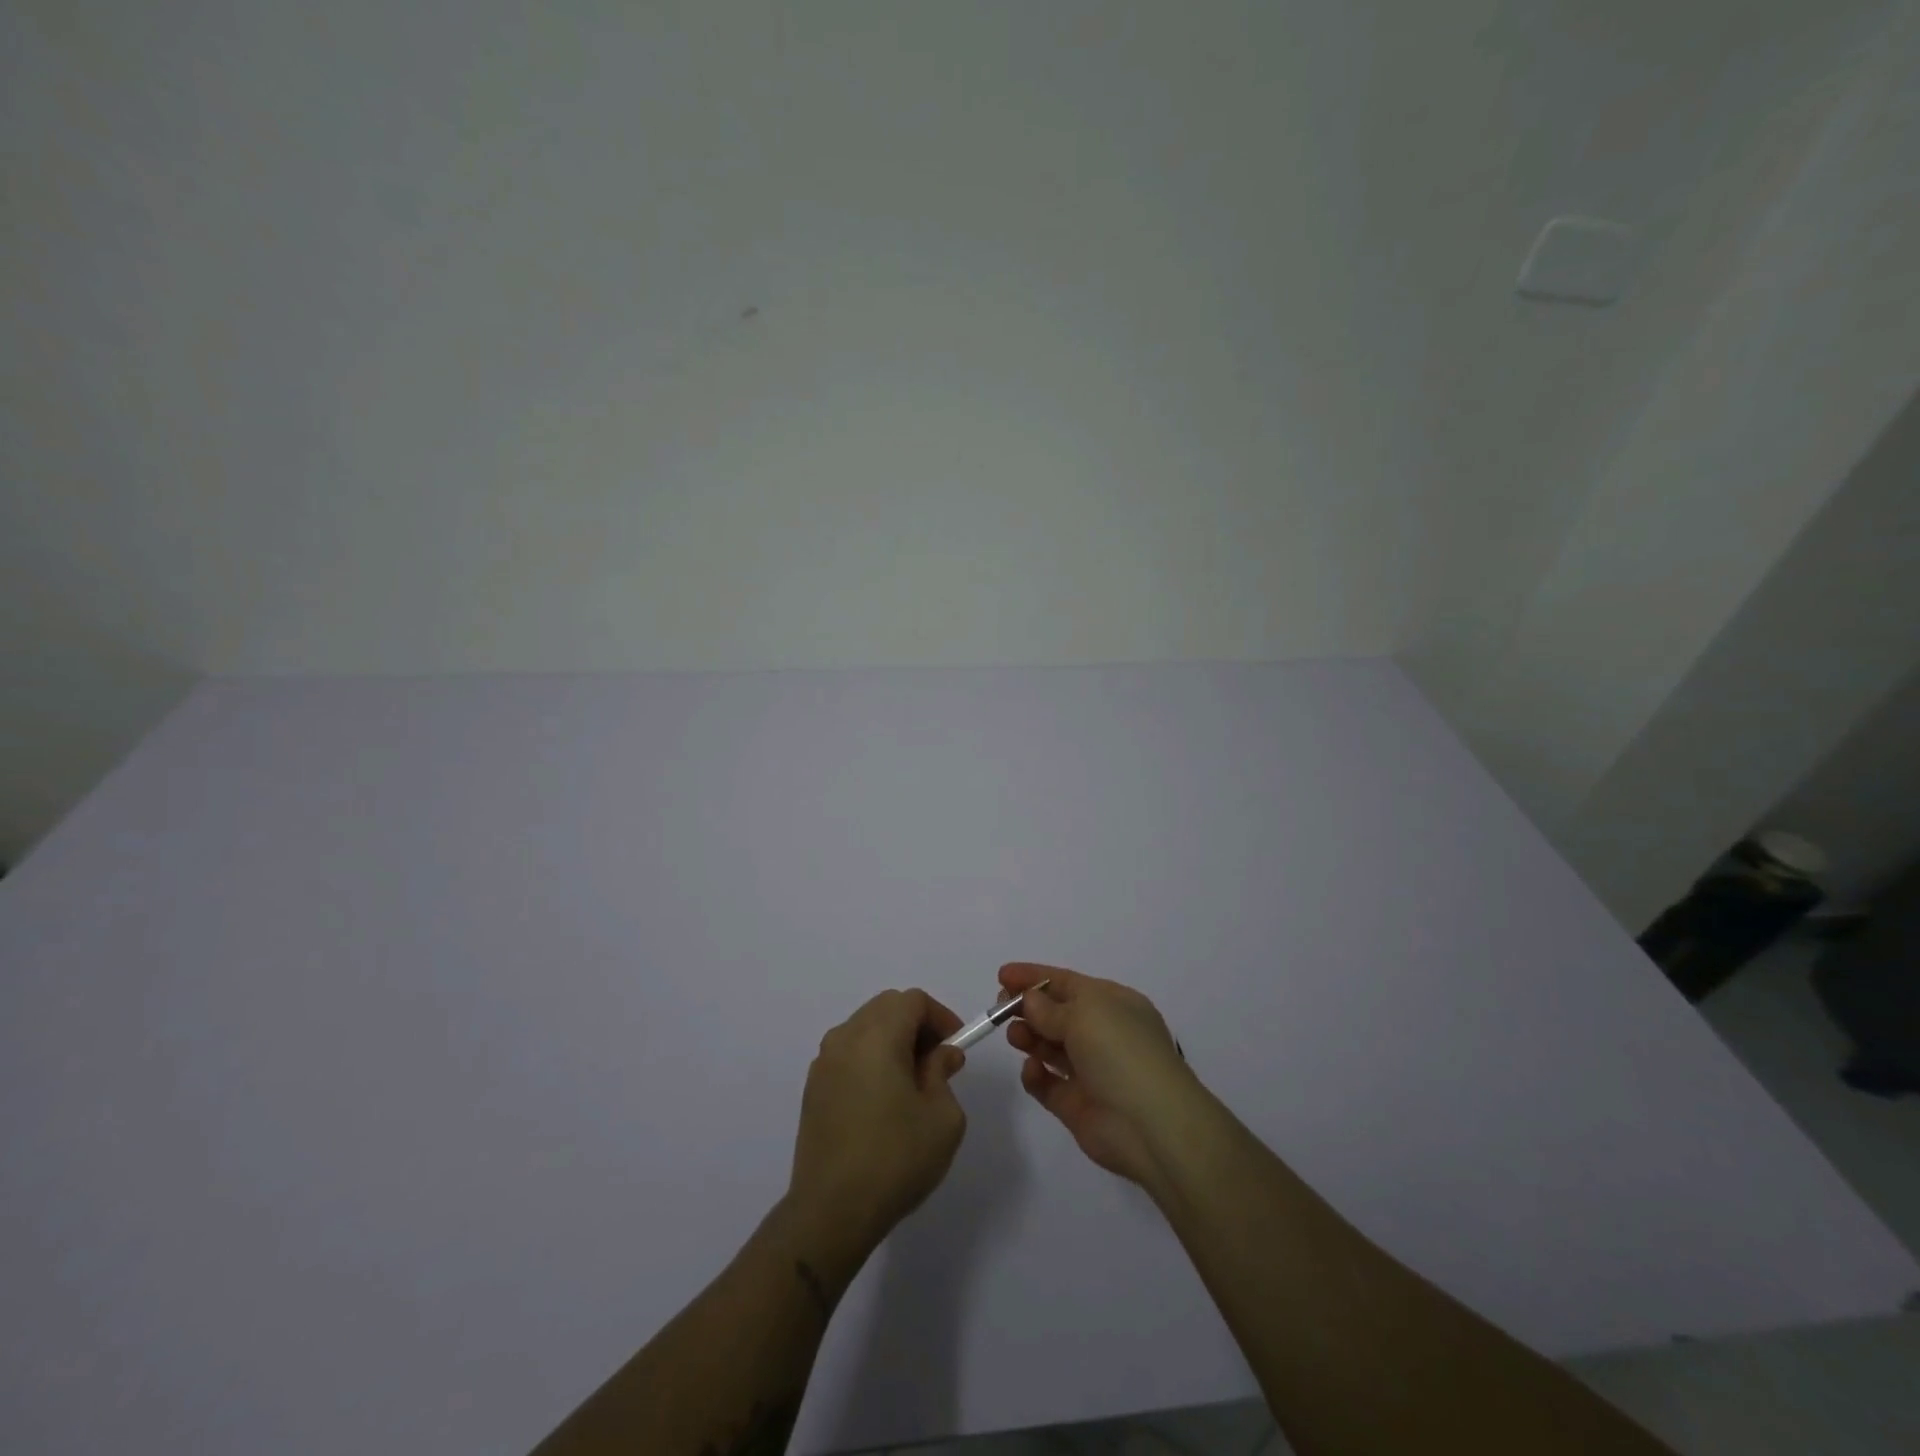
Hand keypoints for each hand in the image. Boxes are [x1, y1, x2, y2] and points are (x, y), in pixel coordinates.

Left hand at [786, 989, 968, 1266]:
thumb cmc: (895, 1159)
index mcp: (877, 1036)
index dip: (940, 1016)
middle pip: (886, 1007)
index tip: (956, 1045)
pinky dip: (870, 1058)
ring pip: (864, 1028)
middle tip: (937, 1060)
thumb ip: (943, 1073)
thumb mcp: (942, 1117)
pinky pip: (848, 1053)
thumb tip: (940, 1055)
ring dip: (892, 1040)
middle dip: (916, 1024)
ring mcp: (824, 1062)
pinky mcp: (813, 1088)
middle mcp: (845, 1038)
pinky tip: (883, 1099)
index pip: (912, 1000)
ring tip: (911, 1081)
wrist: (831, 1211)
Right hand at [1000, 962, 1201, 1190]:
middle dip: (1027, 1008)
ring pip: (1050, 1047)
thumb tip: (1030, 999)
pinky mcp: (1077, 1105)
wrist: (1151, 1125)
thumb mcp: (1085, 1014)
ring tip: (1014, 1036)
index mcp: (1113, 1004)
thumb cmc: (1121, 1052)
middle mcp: (1103, 1034)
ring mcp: (1090, 1070)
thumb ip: (1050, 1008)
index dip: (1034, 976)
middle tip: (1000, 1007)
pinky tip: (1031, 1069)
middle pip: (1056, 1014)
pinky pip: (1048, 1084)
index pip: (1067, 982)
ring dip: (1029, 1037)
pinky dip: (1035, 1075)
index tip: (1002, 975)